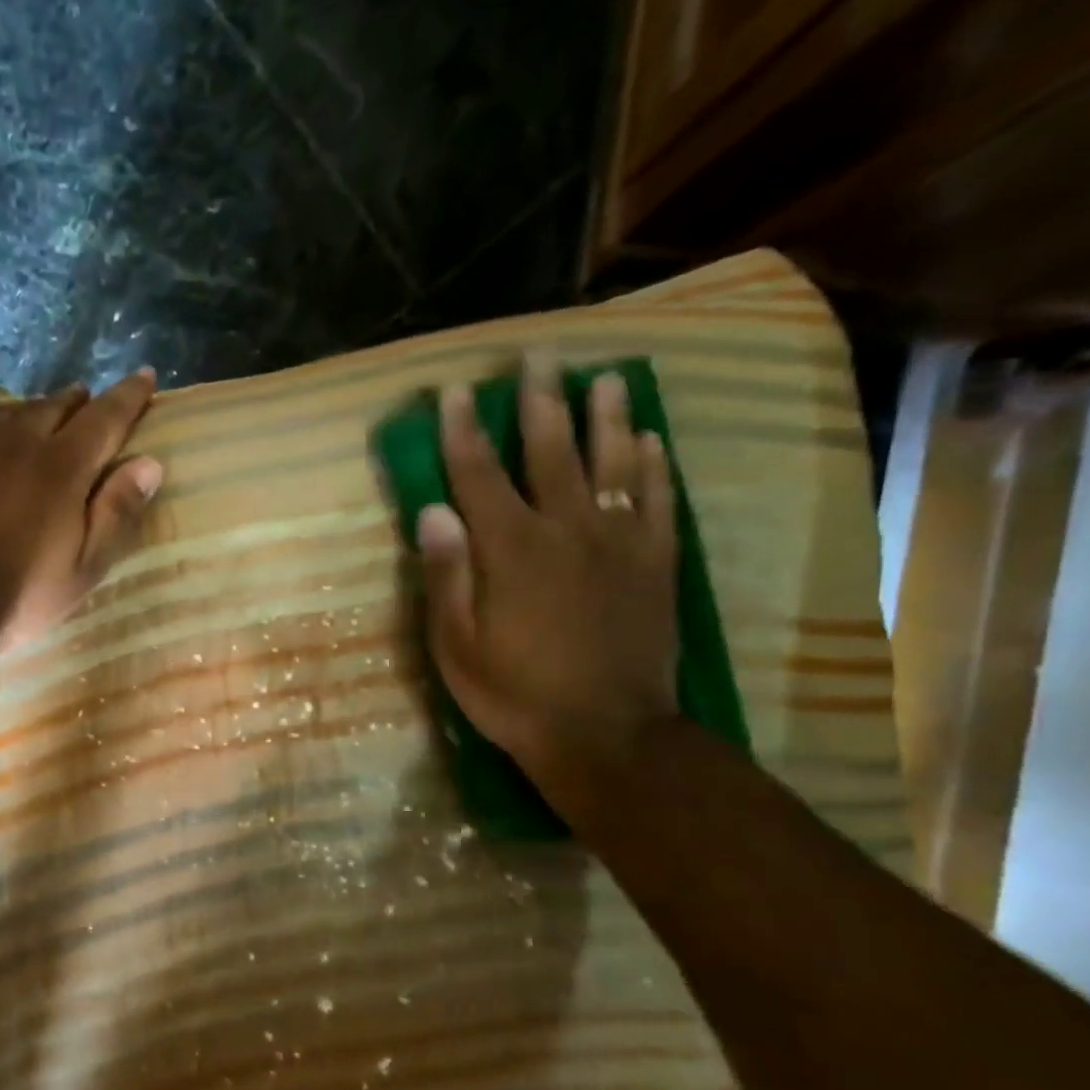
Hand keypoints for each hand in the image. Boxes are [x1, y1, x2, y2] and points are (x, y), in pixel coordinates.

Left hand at [0, 369, 162, 647]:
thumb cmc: (18, 595)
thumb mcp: (83, 567)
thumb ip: (116, 512)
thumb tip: (149, 463)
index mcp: (62, 464)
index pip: (106, 415)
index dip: (129, 396)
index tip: (144, 377)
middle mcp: (18, 436)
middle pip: (58, 404)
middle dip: (81, 405)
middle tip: (90, 413)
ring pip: (14, 409)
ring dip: (37, 415)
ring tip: (42, 428)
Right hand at [417, 357, 678, 802]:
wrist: (605, 733)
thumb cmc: (513, 694)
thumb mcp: (455, 646)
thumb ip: (446, 575)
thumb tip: (433, 511)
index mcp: (509, 550)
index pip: (479, 475)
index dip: (463, 431)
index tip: (456, 392)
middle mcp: (565, 531)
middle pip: (551, 452)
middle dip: (540, 402)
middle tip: (541, 356)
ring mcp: (617, 544)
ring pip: (612, 464)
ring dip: (607, 418)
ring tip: (606, 378)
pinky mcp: (655, 565)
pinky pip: (656, 503)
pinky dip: (652, 469)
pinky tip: (650, 443)